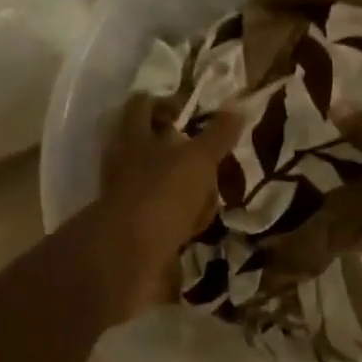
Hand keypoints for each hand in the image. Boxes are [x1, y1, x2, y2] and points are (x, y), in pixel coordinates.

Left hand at [87, 95, 244, 321]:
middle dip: (182, 151)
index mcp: (133, 137)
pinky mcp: (134, 229)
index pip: (143, 105)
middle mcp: (124, 163)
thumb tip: (238, 105)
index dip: (166, 103)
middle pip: (152, 146)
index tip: (191, 114)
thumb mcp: (198, 159)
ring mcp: (126, 197)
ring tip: (211, 193)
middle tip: (208, 157)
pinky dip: (181, 220)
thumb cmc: (162, 194)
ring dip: (185, 187)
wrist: (128, 258)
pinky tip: (200, 225)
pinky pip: (163, 217)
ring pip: (160, 182)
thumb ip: (217, 134)